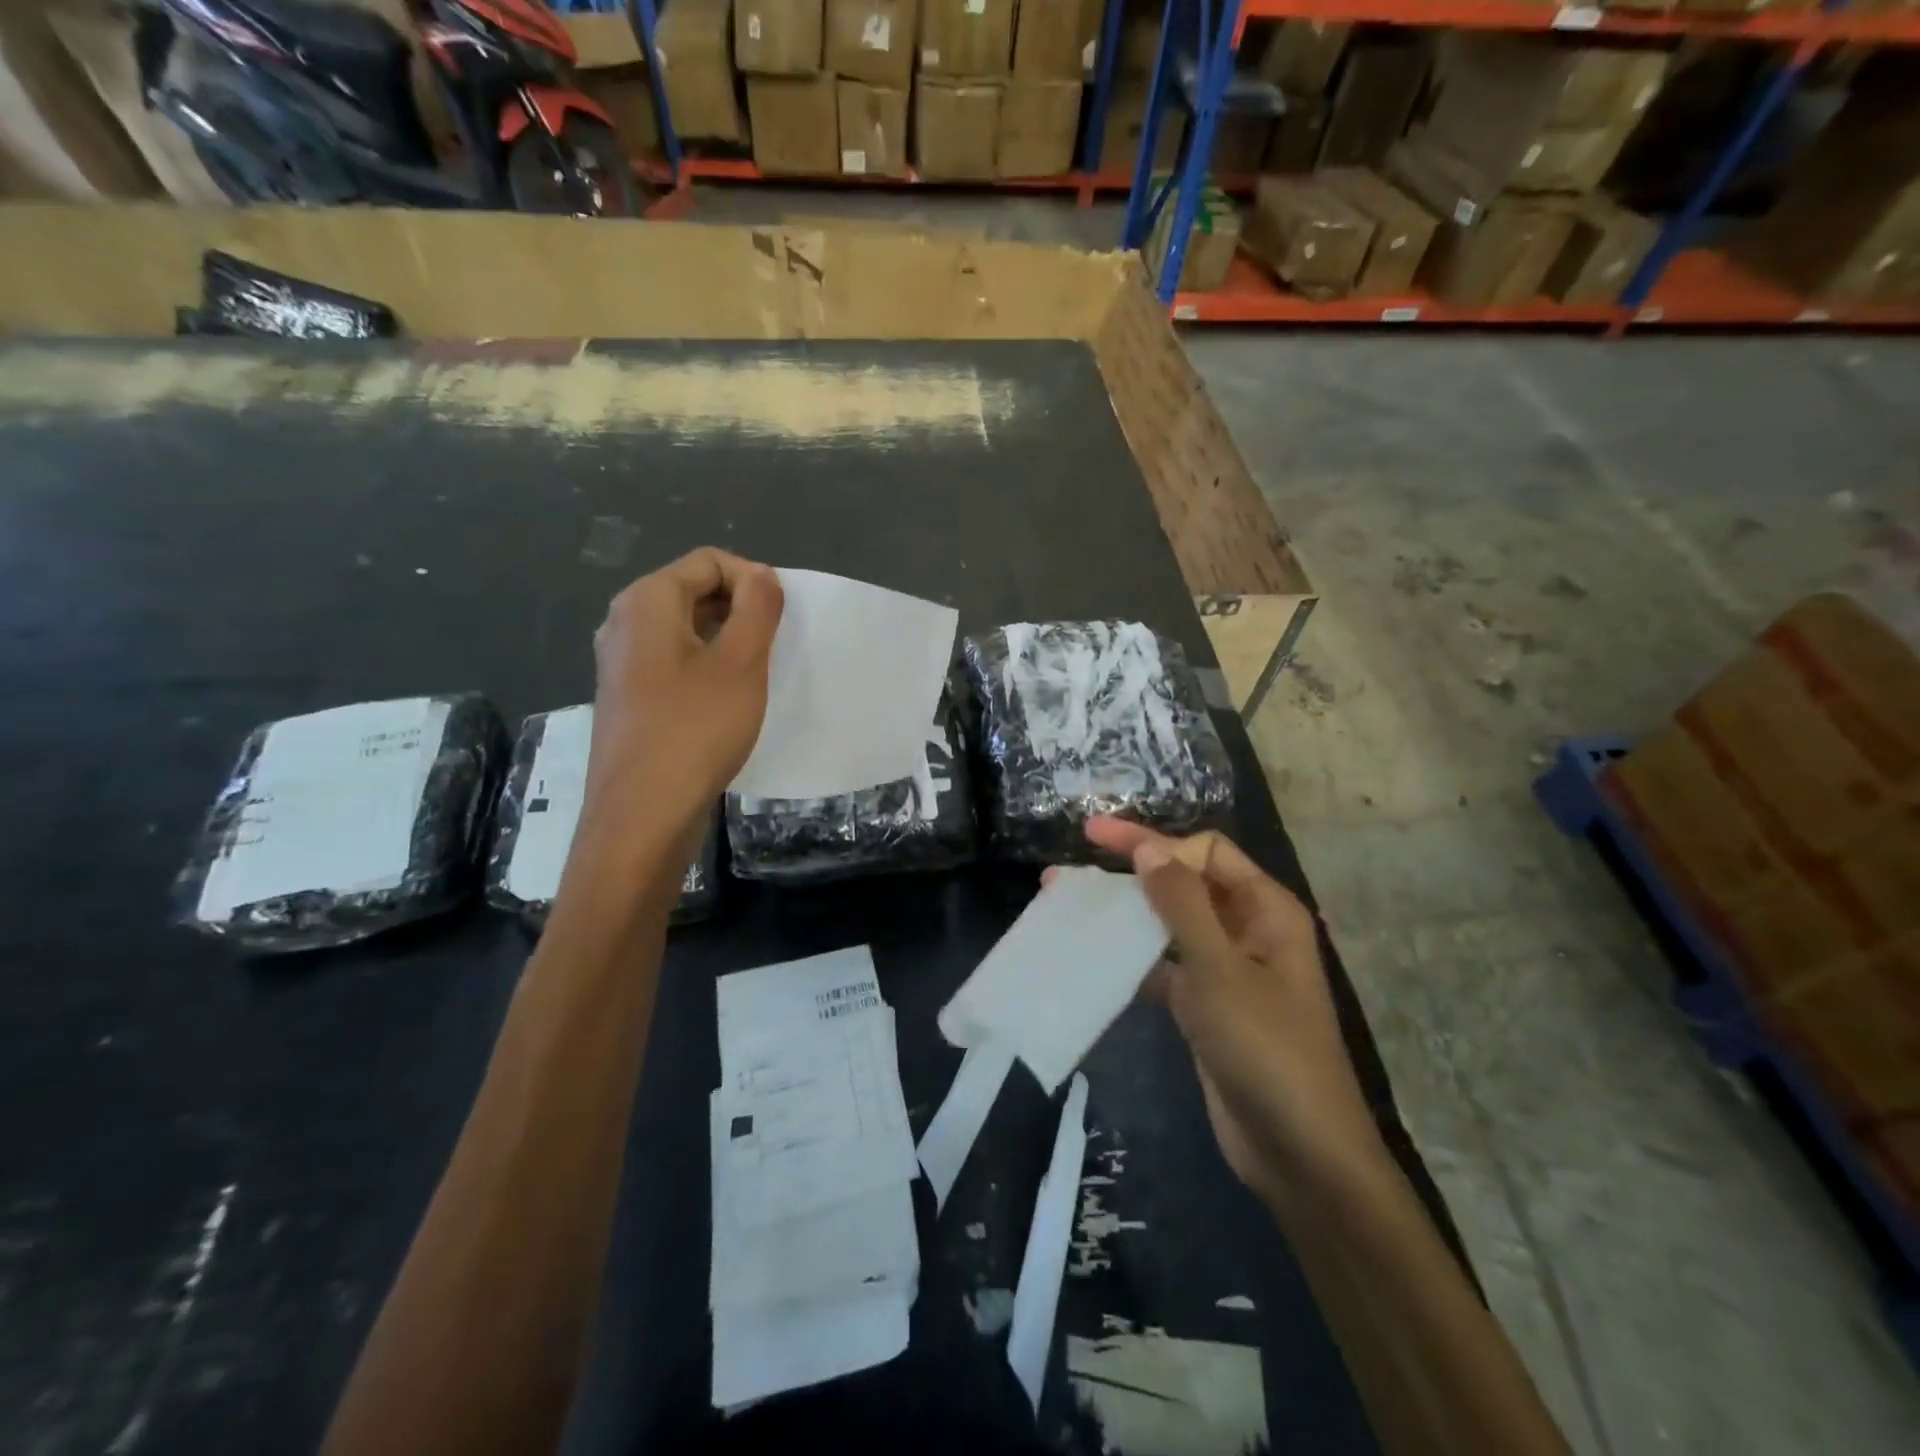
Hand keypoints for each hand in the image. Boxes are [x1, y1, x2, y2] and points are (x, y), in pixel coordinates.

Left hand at [575, 549, 782, 871]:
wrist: (642, 814)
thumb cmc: (695, 730)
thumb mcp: (741, 663)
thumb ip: (757, 608)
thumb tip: (762, 576)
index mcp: (646, 601)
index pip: (708, 561)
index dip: (752, 578)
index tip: (782, 617)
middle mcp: (624, 622)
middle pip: (692, 590)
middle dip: (740, 608)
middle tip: (775, 645)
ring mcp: (620, 662)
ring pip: (684, 628)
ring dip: (726, 639)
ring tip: (757, 673)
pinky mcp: (627, 697)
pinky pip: (672, 661)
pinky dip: (705, 666)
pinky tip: (726, 700)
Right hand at [1083, 817, 1380, 1200]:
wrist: (1299, 1153)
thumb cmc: (1267, 1048)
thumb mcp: (1221, 969)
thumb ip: (1181, 904)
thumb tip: (1149, 846)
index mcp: (1265, 909)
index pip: (1204, 852)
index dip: (1154, 841)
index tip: (1097, 841)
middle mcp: (1247, 930)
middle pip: (1184, 883)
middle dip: (1130, 873)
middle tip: (1068, 871)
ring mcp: (1225, 970)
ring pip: (1168, 925)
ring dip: (1123, 915)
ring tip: (1068, 906)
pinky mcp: (1205, 1005)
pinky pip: (1163, 966)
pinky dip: (1130, 958)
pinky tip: (1090, 954)